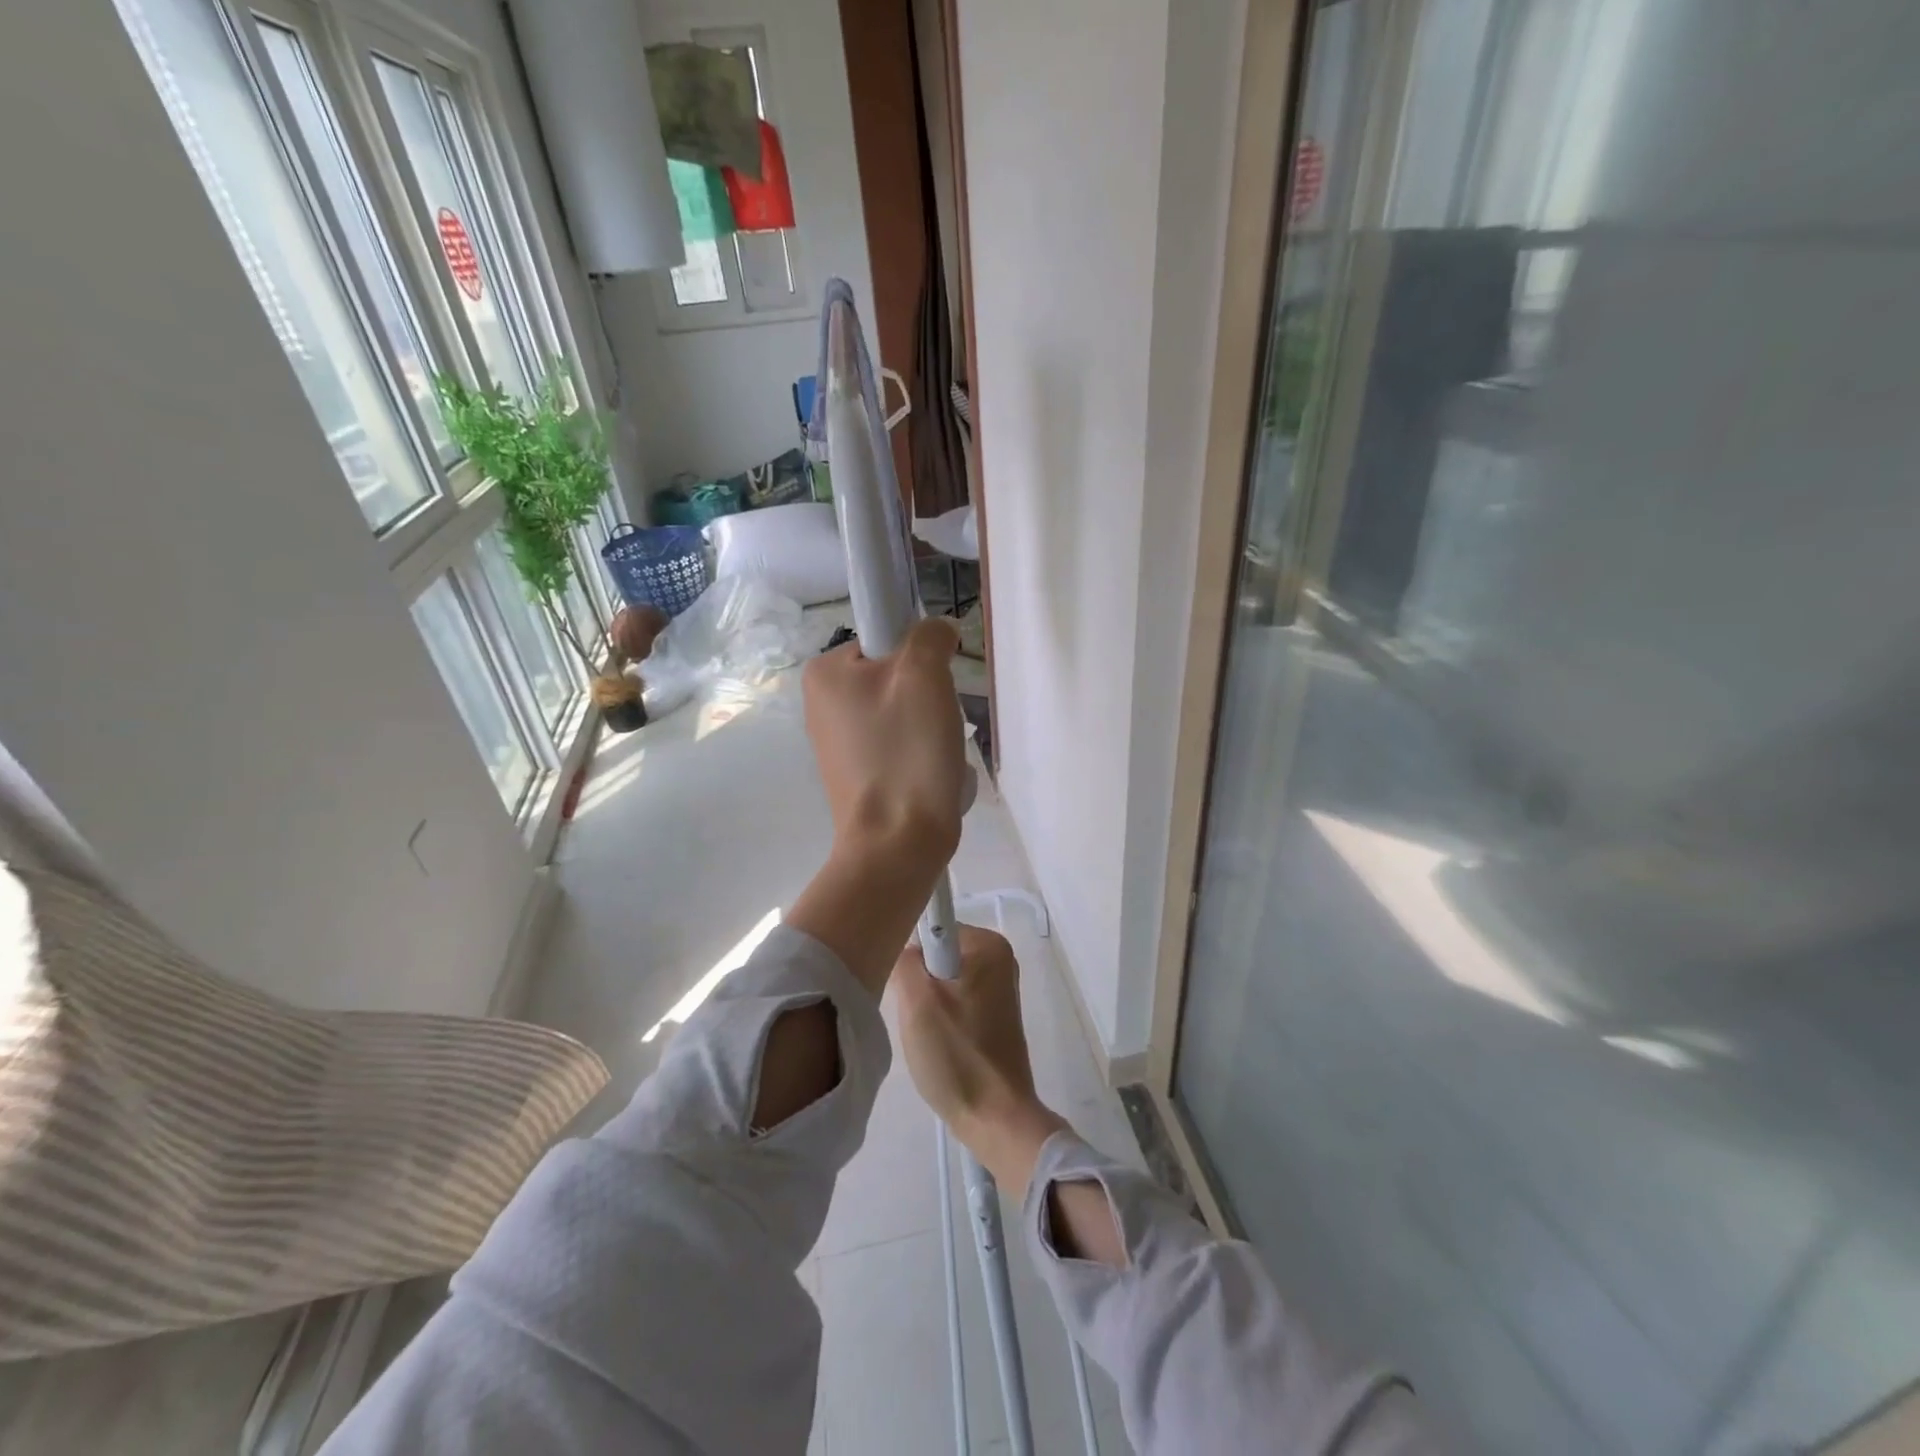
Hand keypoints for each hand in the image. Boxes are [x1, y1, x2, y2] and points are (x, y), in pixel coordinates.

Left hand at [802, 618, 966, 864]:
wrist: (897, 843)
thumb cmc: (906, 753)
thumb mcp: (924, 675)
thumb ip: (929, 636)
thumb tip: (936, 633)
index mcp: (824, 672)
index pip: (886, 636)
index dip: (919, 657)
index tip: (930, 690)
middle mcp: (820, 702)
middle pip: (895, 674)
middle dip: (926, 695)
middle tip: (936, 725)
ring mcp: (836, 741)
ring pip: (901, 710)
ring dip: (927, 726)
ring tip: (934, 755)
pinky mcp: (855, 772)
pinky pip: (897, 743)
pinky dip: (918, 752)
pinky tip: (926, 773)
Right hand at [893, 927, 1066, 1197]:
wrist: (995, 1118)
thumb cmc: (957, 1055)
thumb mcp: (917, 1002)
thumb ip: (904, 959)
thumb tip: (902, 947)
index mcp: (989, 944)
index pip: (930, 929)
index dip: (910, 957)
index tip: (905, 989)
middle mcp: (999, 957)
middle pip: (935, 953)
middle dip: (918, 981)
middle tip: (915, 1016)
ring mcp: (999, 986)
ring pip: (940, 978)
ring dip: (925, 1002)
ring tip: (925, 1033)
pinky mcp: (994, 1013)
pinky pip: (953, 998)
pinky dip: (939, 1015)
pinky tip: (937, 1042)